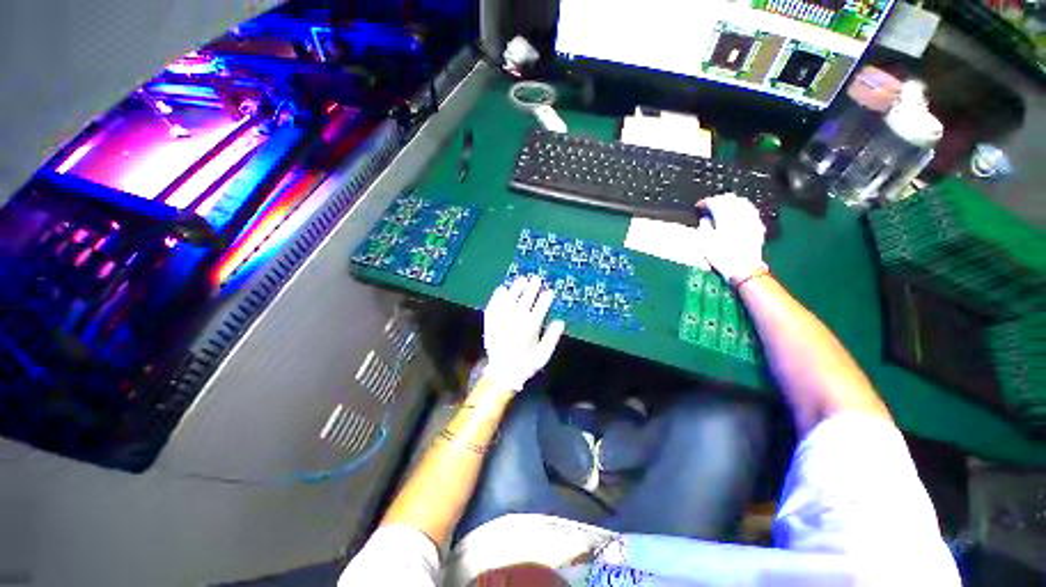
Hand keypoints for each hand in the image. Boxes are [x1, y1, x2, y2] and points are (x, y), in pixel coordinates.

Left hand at [481, 276, 565, 391]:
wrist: (502, 372)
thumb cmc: (525, 364)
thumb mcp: (543, 354)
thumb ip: (553, 337)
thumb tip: (560, 321)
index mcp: (531, 325)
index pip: (541, 306)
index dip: (546, 297)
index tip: (549, 292)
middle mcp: (517, 318)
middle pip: (526, 297)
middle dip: (533, 287)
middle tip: (537, 279)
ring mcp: (503, 317)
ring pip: (511, 297)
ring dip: (517, 287)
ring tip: (522, 279)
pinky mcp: (491, 320)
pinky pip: (494, 303)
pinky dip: (498, 295)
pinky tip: (502, 289)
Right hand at [695, 193, 767, 283]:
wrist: (743, 268)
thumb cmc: (721, 256)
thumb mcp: (704, 242)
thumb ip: (704, 226)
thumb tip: (705, 218)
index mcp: (725, 215)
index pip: (714, 202)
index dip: (705, 202)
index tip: (699, 206)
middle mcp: (740, 213)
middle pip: (729, 199)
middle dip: (719, 200)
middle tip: (710, 205)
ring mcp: (751, 219)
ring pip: (742, 203)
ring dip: (732, 202)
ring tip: (724, 206)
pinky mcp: (757, 226)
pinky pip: (750, 211)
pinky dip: (743, 209)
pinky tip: (739, 213)